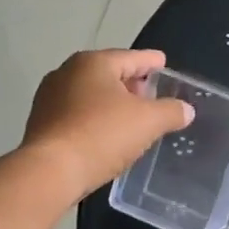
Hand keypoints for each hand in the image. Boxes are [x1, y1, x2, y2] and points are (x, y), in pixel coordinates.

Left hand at [22, 49, 193, 198]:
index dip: (151, 61)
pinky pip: (77, 115)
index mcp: (93, 63)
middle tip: (151, 95)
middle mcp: (67, 73)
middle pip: (108, 74)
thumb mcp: (148, 122)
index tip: (163, 62)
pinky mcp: (42, 123)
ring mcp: (50, 98)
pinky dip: (94, 119)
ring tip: (131, 118)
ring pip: (91, 95)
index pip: (131, 57)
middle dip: (131, 84)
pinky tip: (106, 135)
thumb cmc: (102, 135)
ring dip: (111, 103)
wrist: (51, 171)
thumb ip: (171, 111)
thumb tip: (186, 109)